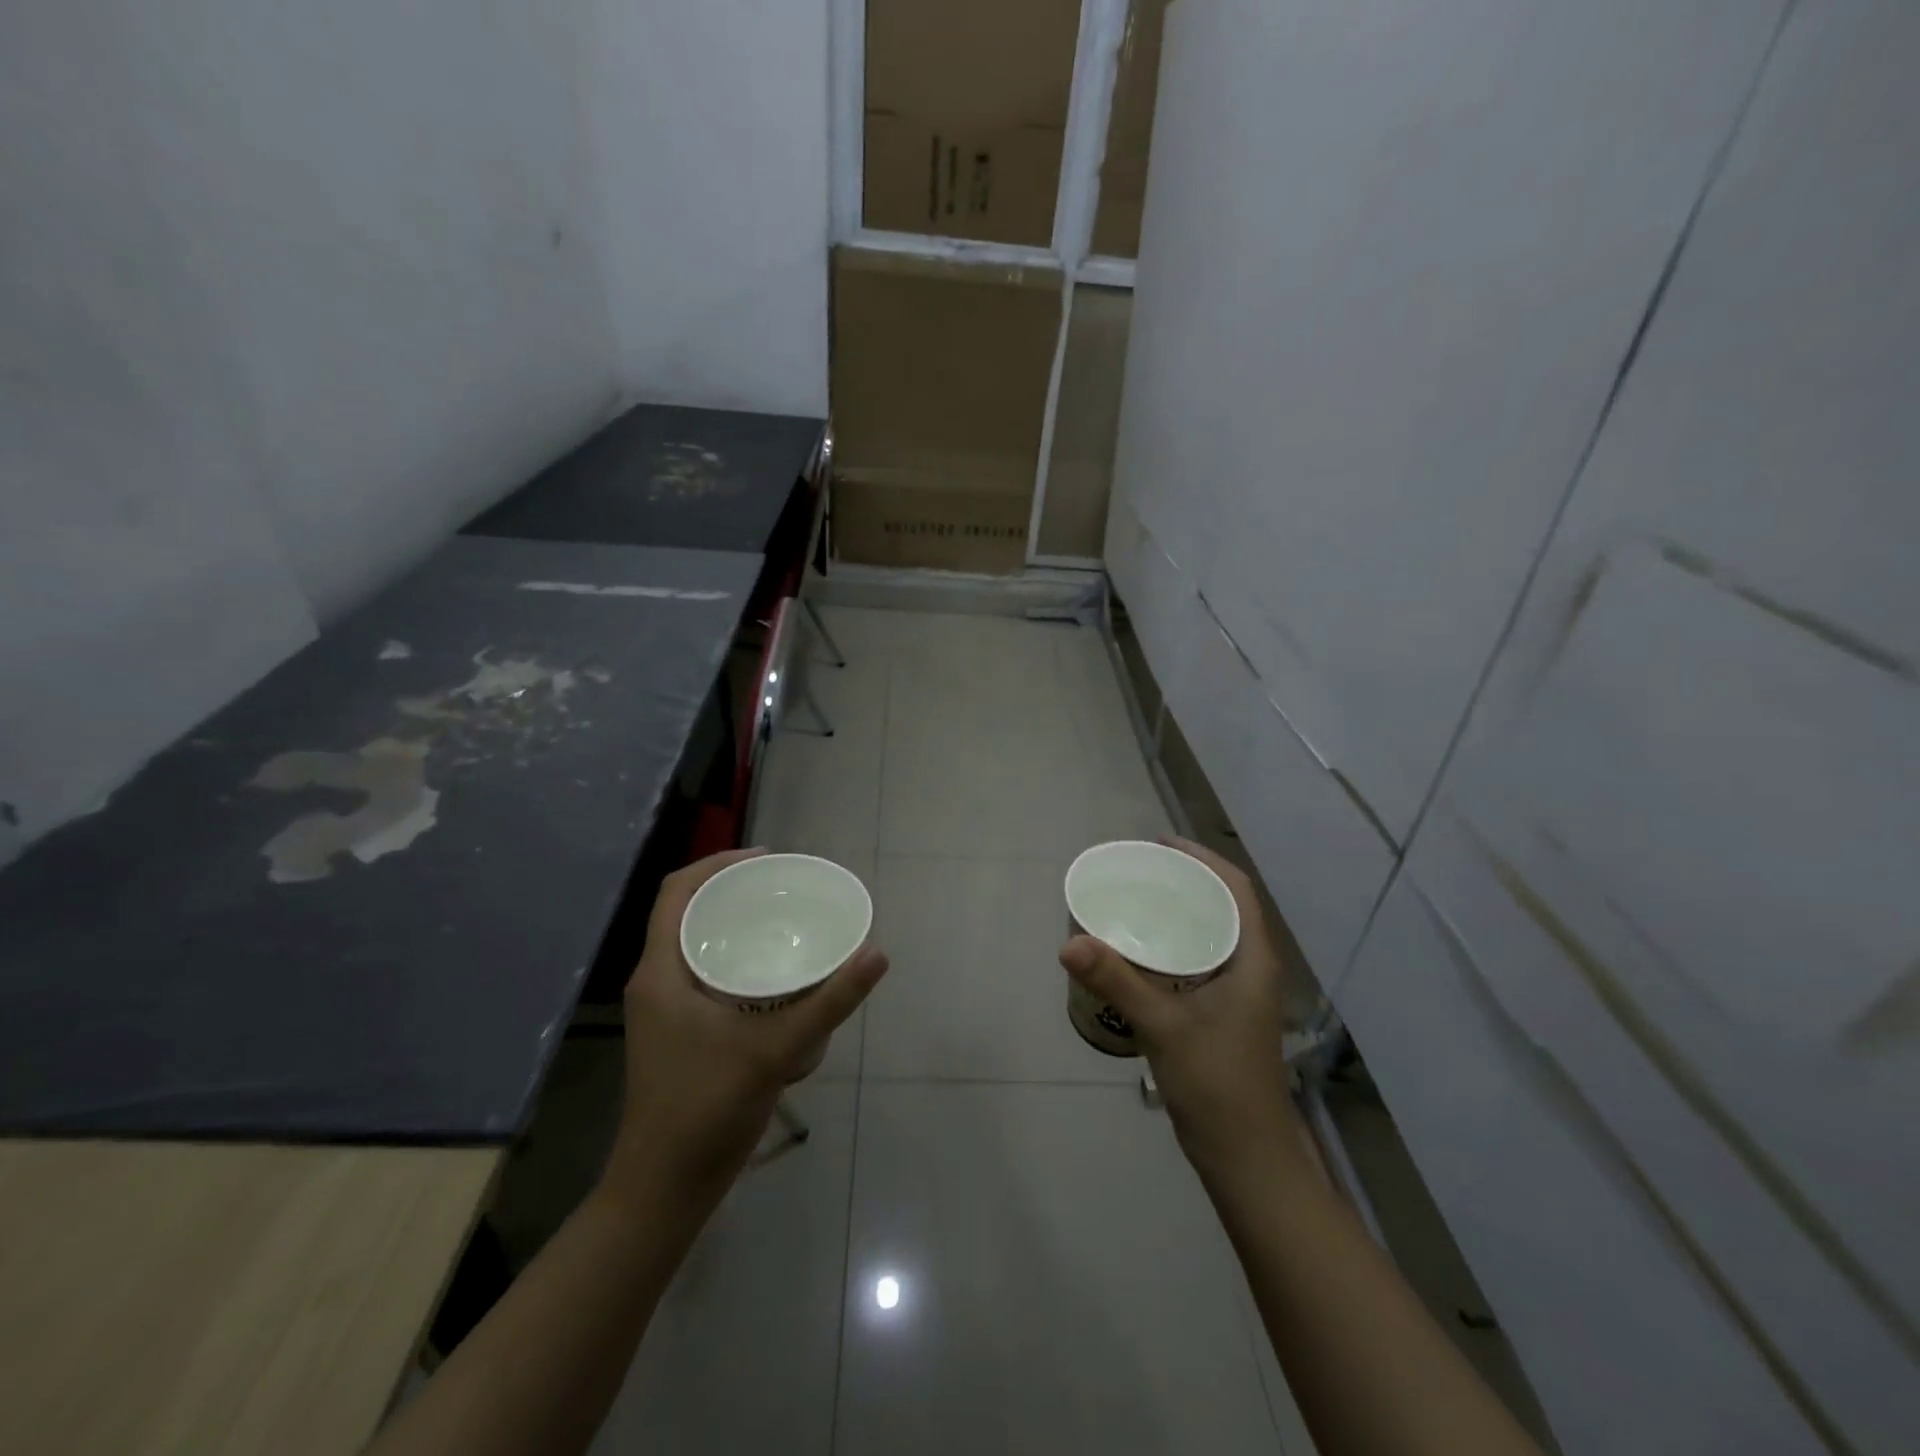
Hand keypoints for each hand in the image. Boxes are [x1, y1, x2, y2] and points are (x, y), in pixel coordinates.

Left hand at [603, 849, 888, 1205]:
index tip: (767, 858)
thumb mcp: (775, 1050)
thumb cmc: (706, 1111)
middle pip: (688, 912)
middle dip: (733, 890)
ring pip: (695, 944)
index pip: (676, 892)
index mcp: (660, 972)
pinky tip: (774, 975)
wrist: (663, 1190)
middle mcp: (655, 981)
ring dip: (734, 924)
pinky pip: (703, 972)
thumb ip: (829, 1002)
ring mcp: (664, 1009)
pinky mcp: (677, 1031)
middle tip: (784, 887)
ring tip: (783, 919)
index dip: (718, 863)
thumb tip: (877, 954)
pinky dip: (735, 958)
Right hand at [1059, 837, 1303, 1182]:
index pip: (1235, 889)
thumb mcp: (1163, 1026)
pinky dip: (1172, 944)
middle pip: (1222, 905)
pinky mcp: (1221, 1014)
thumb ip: (1117, 980)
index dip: (1202, 858)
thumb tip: (1069, 942)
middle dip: (1184, 880)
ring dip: (1178, 912)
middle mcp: (1250, 968)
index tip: (1161, 843)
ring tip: (1134, 899)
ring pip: (1210, 934)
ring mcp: (1238, 993)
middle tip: (1137, 870)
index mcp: (1252, 959)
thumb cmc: (1217, 1085)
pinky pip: (1198, 960)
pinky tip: (1138, 952)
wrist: (1246, 1158)